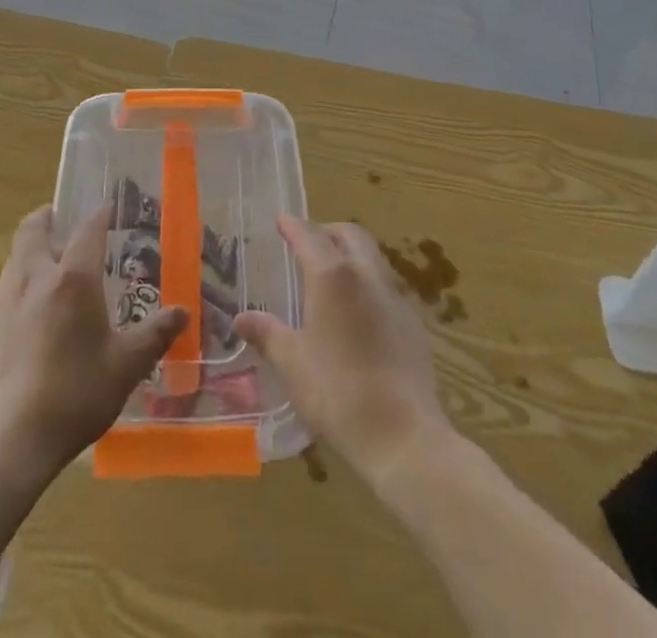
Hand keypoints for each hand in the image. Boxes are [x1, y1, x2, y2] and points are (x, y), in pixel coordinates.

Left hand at [0, 205, 187, 480]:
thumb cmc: (74, 394)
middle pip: (34, 229)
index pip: (87, 230)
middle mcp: (37, 278)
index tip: (109, 207)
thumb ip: (155, 335)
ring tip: (51, 255)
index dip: (99, 215)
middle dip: (48, 216)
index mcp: (73, 279)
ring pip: (17, 254)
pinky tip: (36, 302)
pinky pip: (9, 283)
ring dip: (33, 244)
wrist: (8, 440)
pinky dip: (23, 274)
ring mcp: (8, 301)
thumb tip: (183, 312)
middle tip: (63, 217)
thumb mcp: (126, 366)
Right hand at [234, 217, 448, 487]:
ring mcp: (396, 298)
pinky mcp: (414, 325)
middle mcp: (367, 275)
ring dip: (351, 256)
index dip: (293, 226)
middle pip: (351, 235)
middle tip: (308, 243)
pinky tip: (358, 315)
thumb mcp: (292, 362)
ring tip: (331, 278)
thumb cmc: (337, 392)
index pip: (309, 235)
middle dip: (328, 232)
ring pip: (373, 258)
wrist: (403, 436)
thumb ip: (267, 333)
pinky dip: (368, 285)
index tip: (281, 221)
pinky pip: (387, 289)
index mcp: (333, 275)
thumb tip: (242, 318)